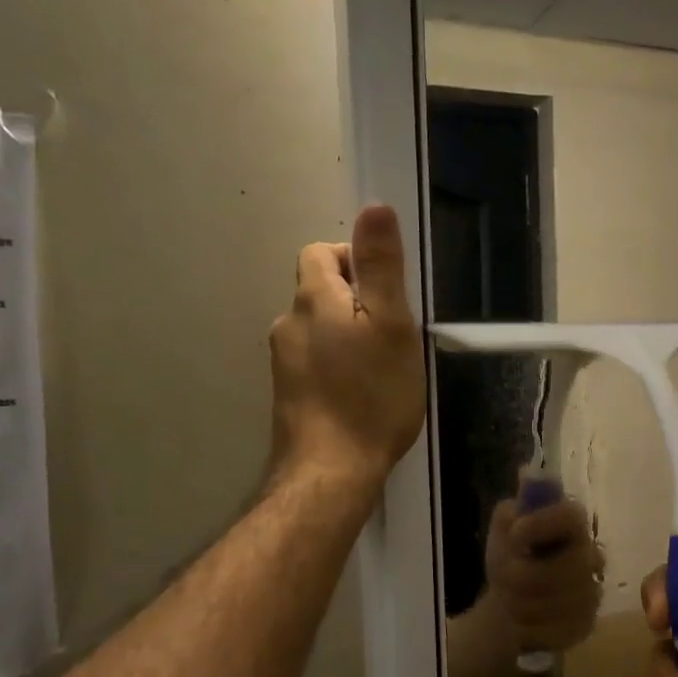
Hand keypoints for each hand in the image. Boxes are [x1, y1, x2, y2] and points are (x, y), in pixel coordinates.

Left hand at [269, 205, 424, 488]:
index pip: (320, 253)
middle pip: (319, 292)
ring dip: (347, 335)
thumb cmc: (371, 395)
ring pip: (318, 330)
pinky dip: (337, 365)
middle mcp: (288, 324)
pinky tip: (360, 394)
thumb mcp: (390, 324)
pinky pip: (314, 362)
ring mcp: (283, 363)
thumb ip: (381, 266)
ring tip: (381, 366)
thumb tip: (374, 206)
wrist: (331, 470)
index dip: (354, 259)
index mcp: (313, 299)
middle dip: (355, 301)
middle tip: (393, 333)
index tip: (387, 292)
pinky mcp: (288, 395)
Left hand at [480, 491, 603, 656]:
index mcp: (572, 522)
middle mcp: (591, 554)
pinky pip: (559, 631)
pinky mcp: (587, 624)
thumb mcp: (504, 526)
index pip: (572, 517)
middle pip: (567, 569)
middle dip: (524, 577)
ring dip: (523, 605)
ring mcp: (592, 591)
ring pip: (560, 604)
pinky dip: (532, 629)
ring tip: (509, 601)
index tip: (515, 536)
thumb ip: (516, 508)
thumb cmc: (511, 554)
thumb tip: (526, 473)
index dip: (542, 525)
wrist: (510, 599)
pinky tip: (522, 622)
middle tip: (503, 578)